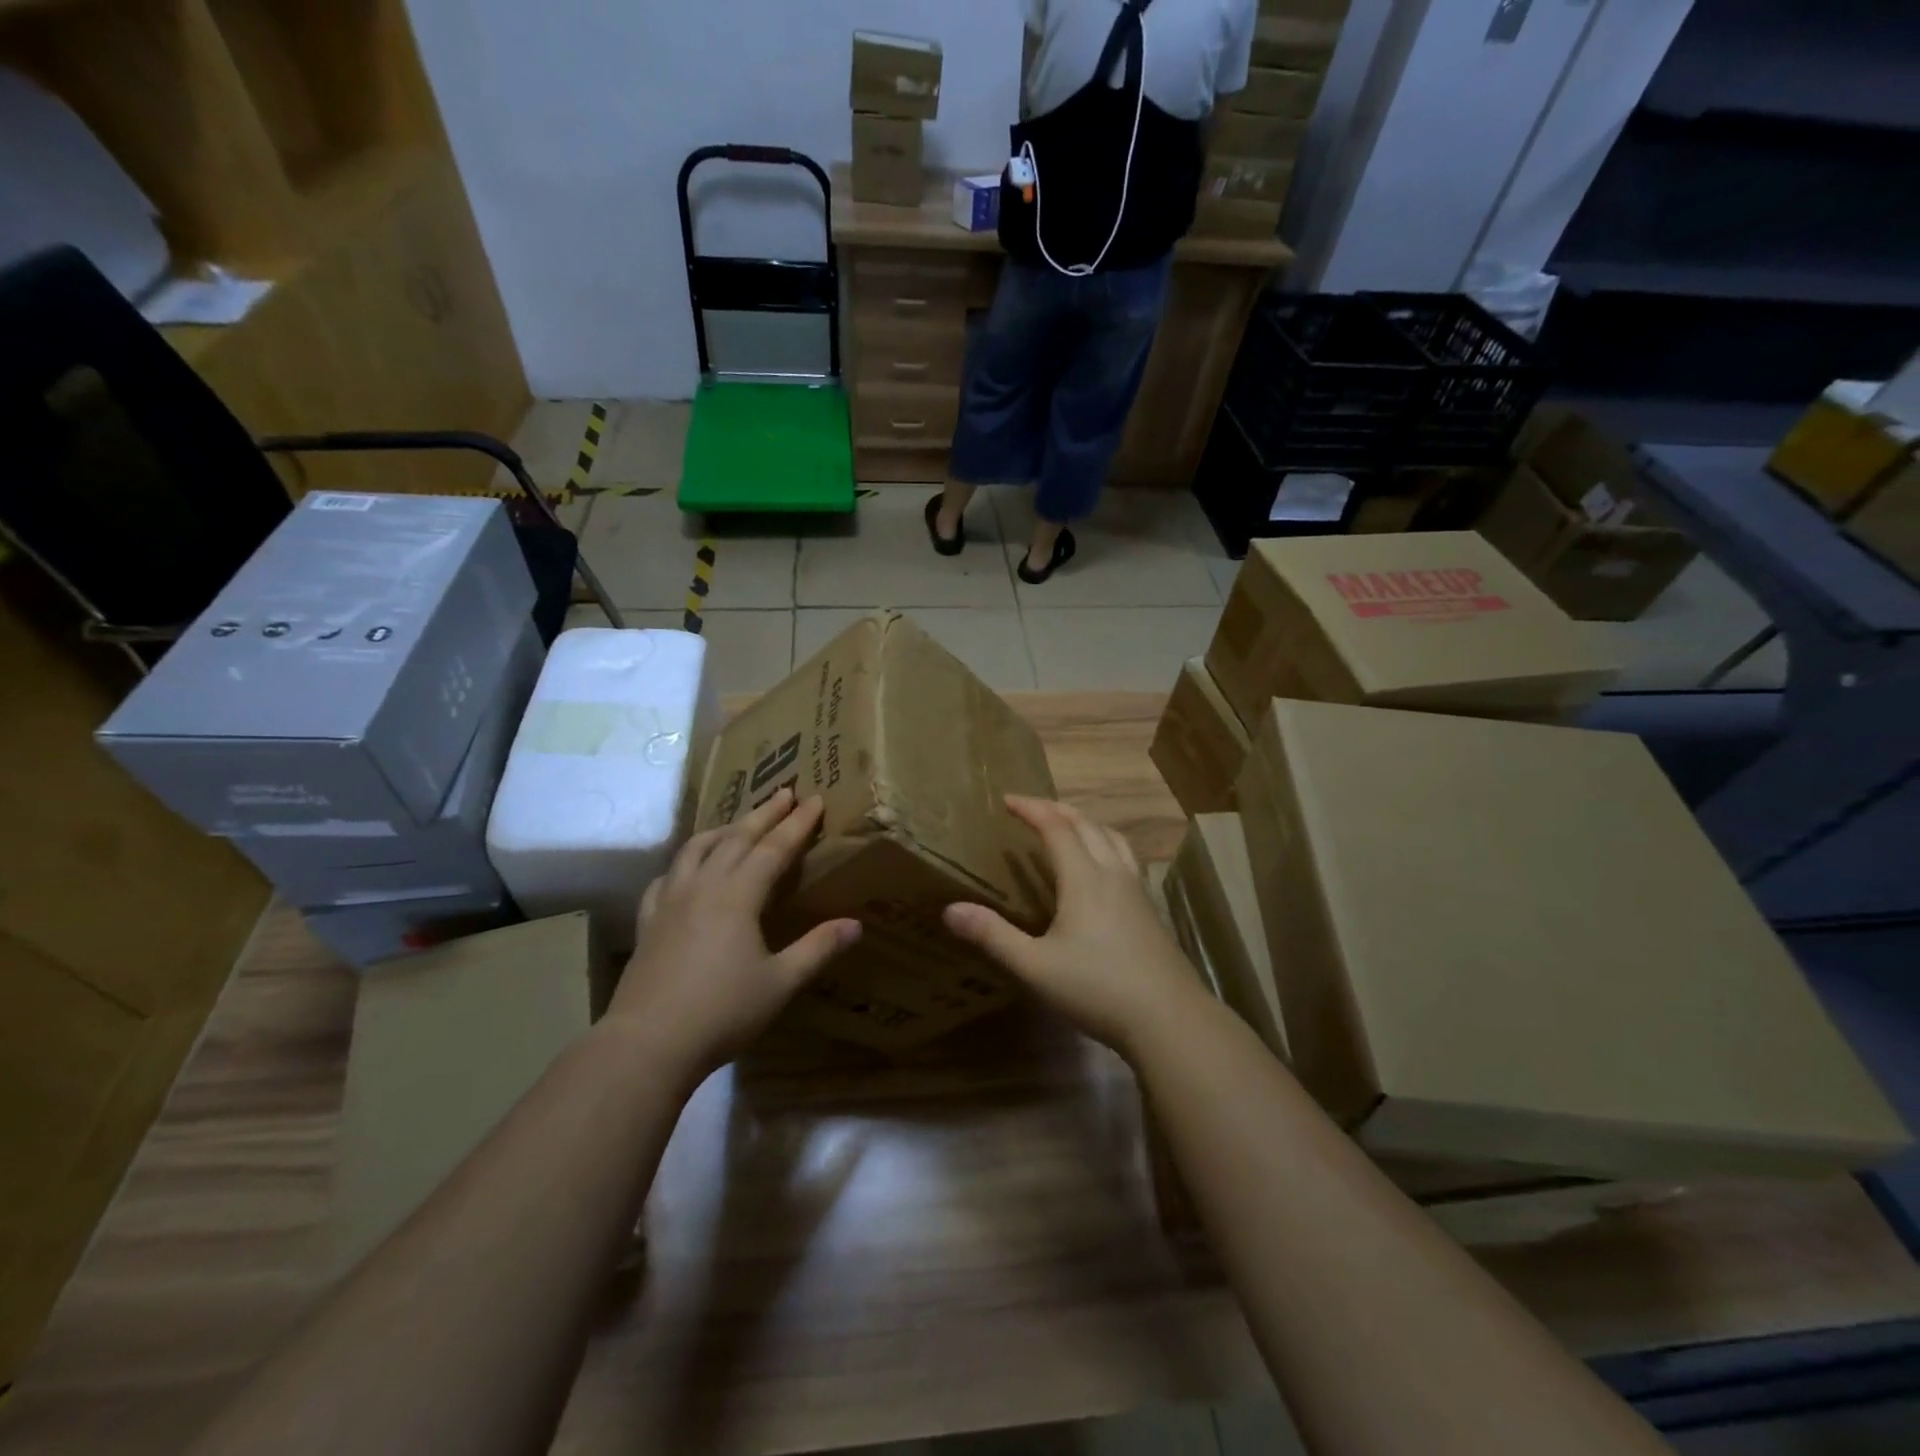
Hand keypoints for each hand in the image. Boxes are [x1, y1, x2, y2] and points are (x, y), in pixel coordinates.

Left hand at [608, 789, 859, 1080]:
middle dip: (764, 813)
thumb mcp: (780, 983)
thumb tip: (856, 925)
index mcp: (738, 896)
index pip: (774, 848)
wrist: (647, 1044)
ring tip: (740, 822)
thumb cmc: (722, 1012)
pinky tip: (688, 869)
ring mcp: (670, 901)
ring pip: (697, 849)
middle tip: (784, 792)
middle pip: (736, 838)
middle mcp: (703, 886)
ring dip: (723, 829)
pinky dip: (684, 862)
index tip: (815, 800)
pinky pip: (666, 877)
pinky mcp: (648, 921)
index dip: (797, 824)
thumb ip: (818, 949)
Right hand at [942, 796, 1202, 1056]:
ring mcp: (1137, 891)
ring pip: (1113, 839)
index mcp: (1084, 879)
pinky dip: (1107, 845)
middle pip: (1087, 825)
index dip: (1031, 809)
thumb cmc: (1097, 989)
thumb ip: (993, 936)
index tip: (1007, 800)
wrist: (1169, 1018)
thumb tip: (949, 910)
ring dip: (1087, 823)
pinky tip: (1104, 870)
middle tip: (1032, 808)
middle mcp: (1113, 873)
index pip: (1056, 827)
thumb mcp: (1035, 967)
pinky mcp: (1151, 910)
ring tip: (1069, 827)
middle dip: (1057, 810)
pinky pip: (1127, 859)